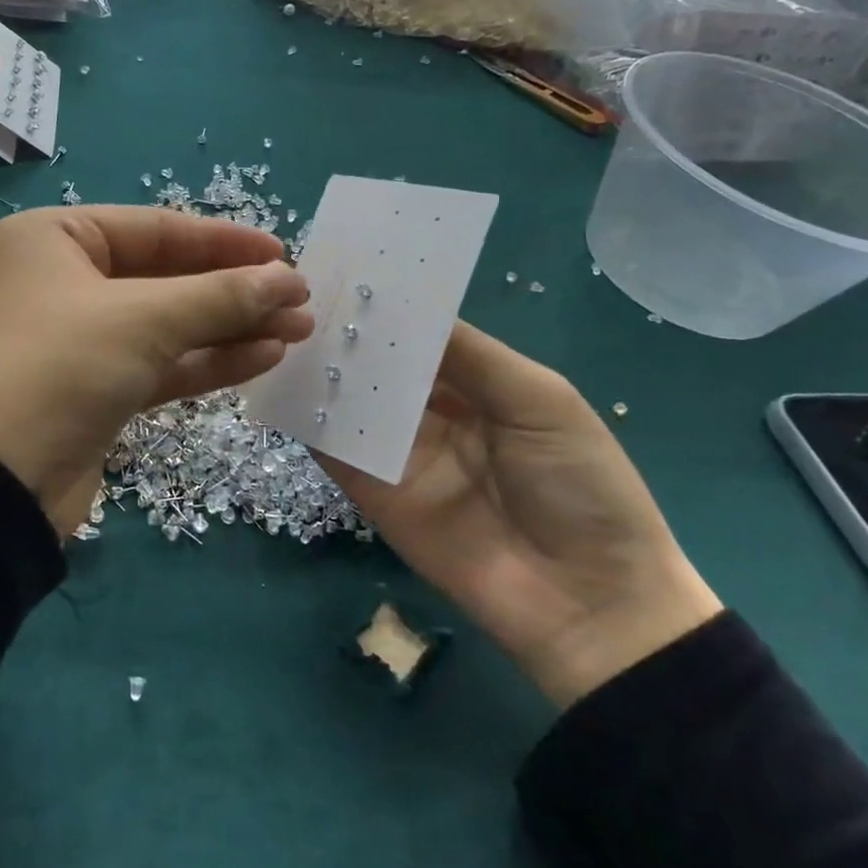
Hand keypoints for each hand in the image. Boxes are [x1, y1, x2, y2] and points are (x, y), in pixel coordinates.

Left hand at [0, 208, 312, 536]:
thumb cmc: (56, 368)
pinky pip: (160, 364)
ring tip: (297, 329)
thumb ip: (219, 297)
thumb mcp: (142, 321)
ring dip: (231, 327)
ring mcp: (80, 339)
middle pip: (167, 276)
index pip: (156, 228)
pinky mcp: (95, 390)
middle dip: (235, 290)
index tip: (284, 256)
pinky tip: (263, 358)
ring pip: (169, 324)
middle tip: (300, 300)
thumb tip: (287, 280)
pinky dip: (208, 361)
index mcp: (56, 240)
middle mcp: (65, 281)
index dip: (224, 242)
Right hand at [317, 323, 721, 706]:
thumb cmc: (580, 485)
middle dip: (349, 331)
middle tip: (300, 289)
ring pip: (351, 400)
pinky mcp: (372, 490)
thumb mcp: (540, 401)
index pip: (422, 335)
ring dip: (323, 368)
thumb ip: (472, 355)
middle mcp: (430, 412)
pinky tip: (281, 384)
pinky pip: (335, 448)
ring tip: (281, 325)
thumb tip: (408, 306)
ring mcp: (396, 452)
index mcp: (476, 384)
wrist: (586, 601)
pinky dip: (309, 419)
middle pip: (381, 364)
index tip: (350, 267)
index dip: (392, 306)